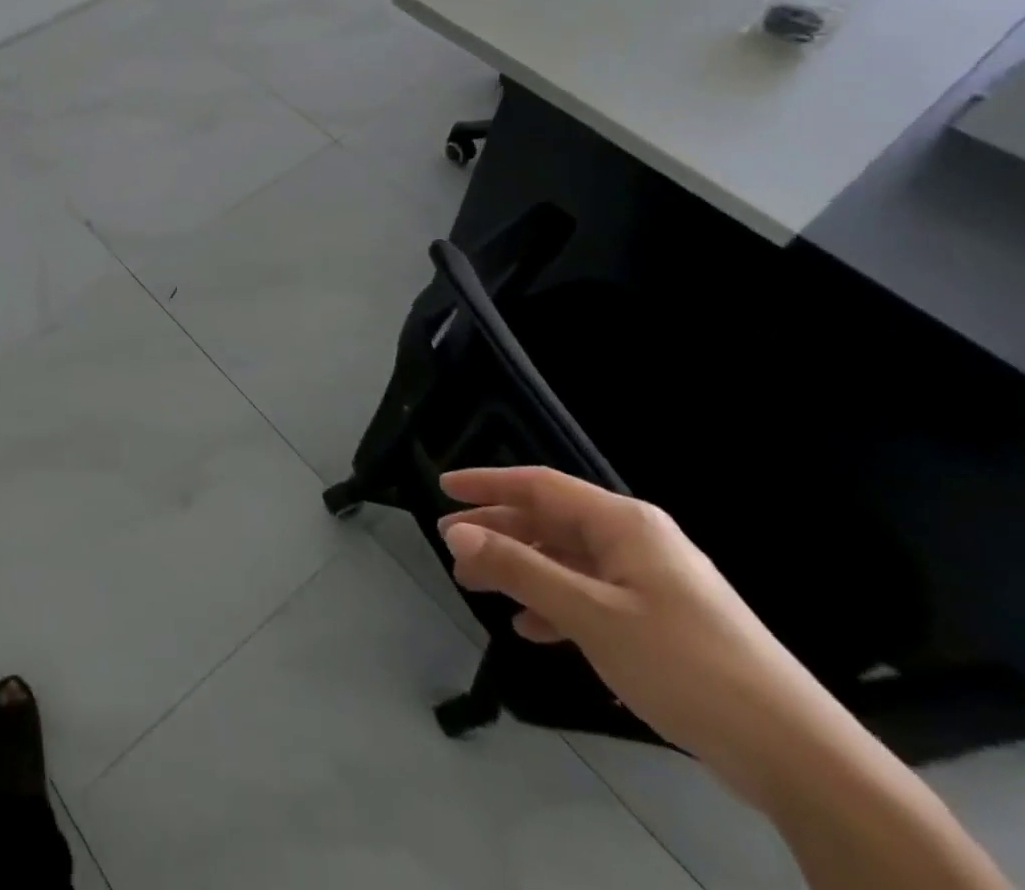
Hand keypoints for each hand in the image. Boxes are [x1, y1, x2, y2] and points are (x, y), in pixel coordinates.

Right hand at [438, 467, 836, 803]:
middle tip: (451, 550)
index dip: (487, 483)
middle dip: (498, 533)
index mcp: (623, 524)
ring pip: (567, 561)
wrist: (797, 757)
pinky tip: (531, 628)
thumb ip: (519, 568)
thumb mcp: (589, 614)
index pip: (539, 485)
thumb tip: (456, 532)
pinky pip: (591, 596)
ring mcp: (651, 582)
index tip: (442, 488)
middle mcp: (636, 541)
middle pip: (550, 522)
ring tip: (477, 588)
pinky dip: (554, 605)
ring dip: (521, 571)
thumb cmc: (684, 665)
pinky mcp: (661, 621)